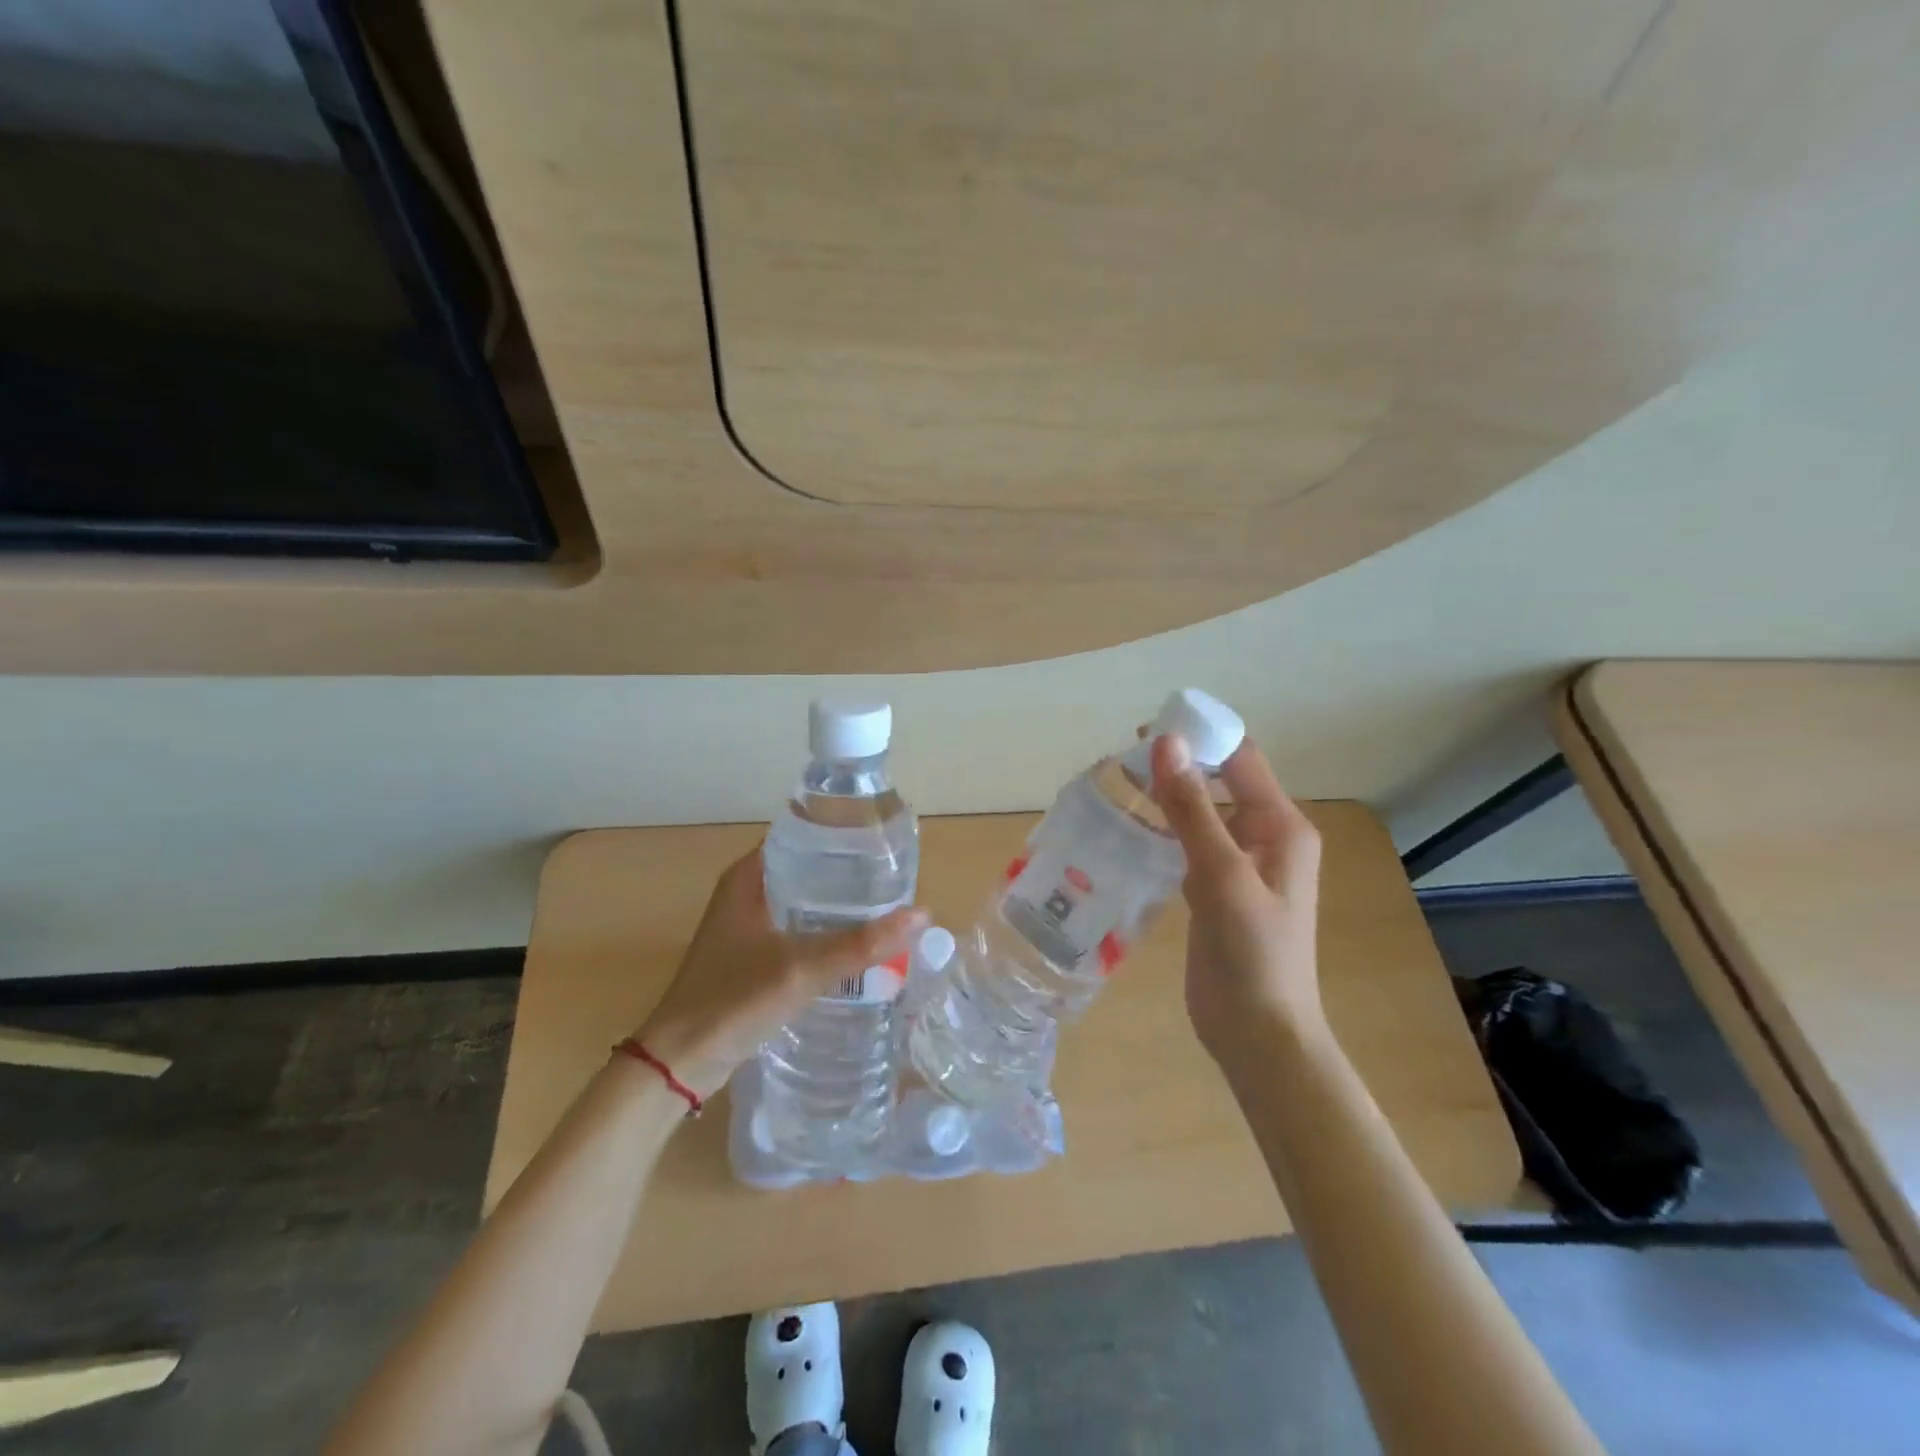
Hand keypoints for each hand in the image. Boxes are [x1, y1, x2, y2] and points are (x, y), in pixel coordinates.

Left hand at [634, 848, 928, 1098]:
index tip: (883, 843)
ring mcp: (748, 925)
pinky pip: (798, 929)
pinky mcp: (752, 955)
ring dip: (838, 905)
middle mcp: (746, 892)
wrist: (679, 1062)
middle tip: (894, 879)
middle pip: (808, 869)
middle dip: (849, 874)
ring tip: (885, 907)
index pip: (802, 836)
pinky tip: (857, 945)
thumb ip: (860, 945)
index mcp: (748, 877)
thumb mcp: (801, 970)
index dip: (842, 836)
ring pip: (804, 901)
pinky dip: (825, 931)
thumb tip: (922, 914)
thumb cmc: (732, 1002)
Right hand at [1149, 732, 1325, 1072]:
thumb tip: (1166, 742)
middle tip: (1120, 758)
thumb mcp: (1221, 876)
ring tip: (1117, 784)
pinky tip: (1128, 828)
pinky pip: (1189, 843)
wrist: (1259, 1034)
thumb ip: (1192, 809)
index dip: (1200, 735)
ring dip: (1166, 795)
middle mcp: (1264, 837)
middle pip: (1219, 781)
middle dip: (1177, 763)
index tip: (1146, 726)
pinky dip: (1162, 829)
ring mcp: (1239, 865)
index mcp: (1280, 826)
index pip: (1240, 758)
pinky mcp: (1216, 889)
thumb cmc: (1252, 955)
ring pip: (1200, 812)